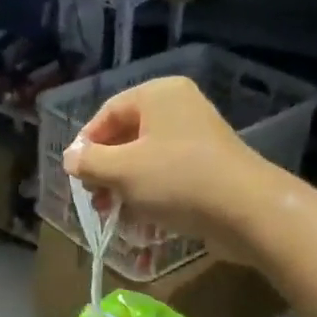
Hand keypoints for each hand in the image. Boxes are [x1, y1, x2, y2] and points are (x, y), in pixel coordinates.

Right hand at [61, 76, 276, 262]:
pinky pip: (168, 176)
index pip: (108, 112)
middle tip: (95, 200)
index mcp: (158, 95)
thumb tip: (70, 157)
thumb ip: (89, 162)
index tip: (75, 176)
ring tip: (114, 215)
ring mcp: (197, 138)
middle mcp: (179, 108)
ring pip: (146, 160)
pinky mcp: (209, 167)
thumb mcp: (121, 170)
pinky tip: (141, 222)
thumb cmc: (176, 180)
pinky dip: (150, 195)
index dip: (86, 144)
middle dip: (106, 171)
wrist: (246, 211)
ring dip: (125, 188)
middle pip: (127, 136)